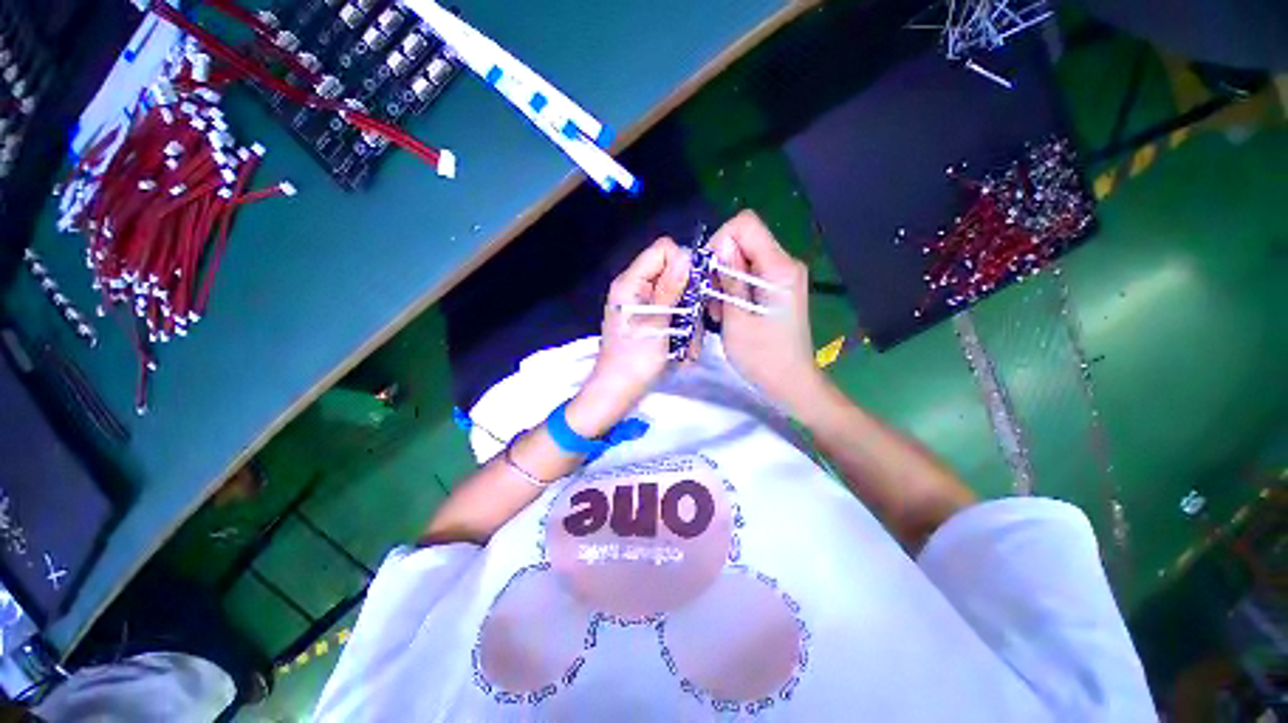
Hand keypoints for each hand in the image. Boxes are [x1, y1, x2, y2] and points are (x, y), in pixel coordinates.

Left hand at [566, 237, 690, 437]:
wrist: (617, 392)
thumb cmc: (635, 360)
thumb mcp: (656, 323)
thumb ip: (670, 288)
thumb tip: (686, 255)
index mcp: (630, 282)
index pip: (663, 250)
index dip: (683, 264)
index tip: (696, 289)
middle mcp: (635, 288)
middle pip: (673, 274)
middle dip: (689, 299)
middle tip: (694, 325)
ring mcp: (642, 305)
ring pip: (677, 297)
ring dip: (688, 320)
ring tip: (688, 346)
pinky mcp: (648, 320)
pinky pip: (672, 314)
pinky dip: (682, 330)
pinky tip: (684, 350)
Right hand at [709, 211, 824, 414]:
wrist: (790, 382)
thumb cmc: (761, 357)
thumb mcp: (737, 319)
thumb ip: (730, 279)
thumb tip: (721, 244)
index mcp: (779, 268)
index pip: (745, 224)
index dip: (720, 241)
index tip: (709, 273)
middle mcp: (785, 264)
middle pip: (743, 240)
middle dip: (720, 265)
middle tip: (713, 300)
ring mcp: (783, 276)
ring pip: (743, 258)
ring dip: (724, 280)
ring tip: (719, 311)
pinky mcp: (778, 288)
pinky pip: (749, 274)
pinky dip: (734, 288)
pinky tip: (728, 312)